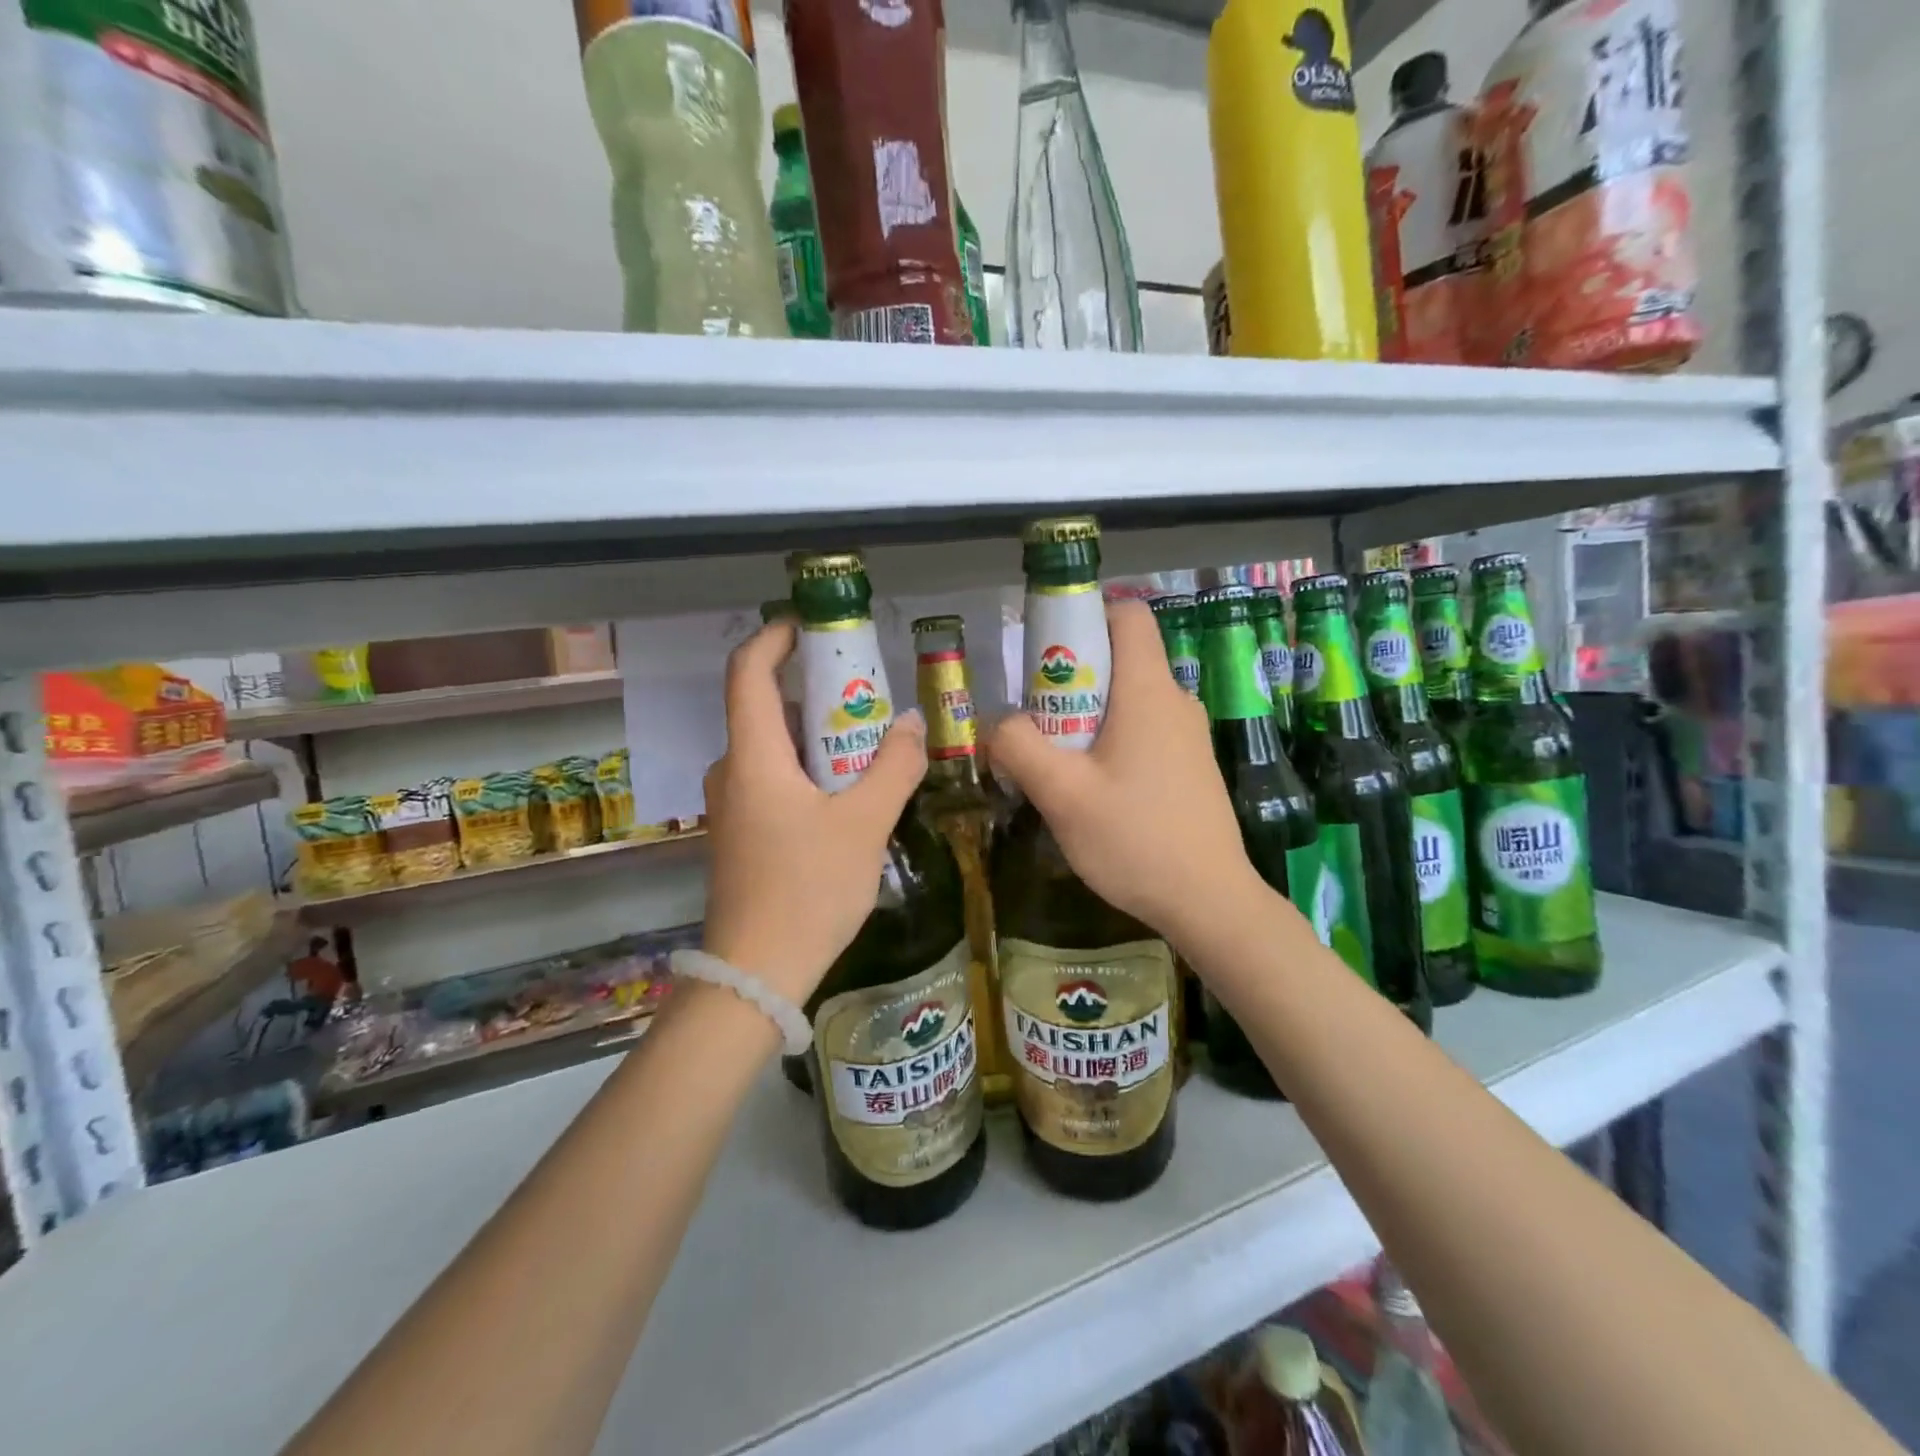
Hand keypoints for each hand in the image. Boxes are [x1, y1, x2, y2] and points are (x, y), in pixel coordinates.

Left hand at [701, 621, 928, 1004]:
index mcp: (753, 757)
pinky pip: (775, 778)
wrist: (756, 974)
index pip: (748, 672)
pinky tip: (850, 790)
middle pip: (766, 707)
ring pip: (774, 747)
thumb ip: (894, 768)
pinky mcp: (743, 832)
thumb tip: (913, 725)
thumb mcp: (864, 825)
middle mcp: (734, 771)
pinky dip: (810, 768)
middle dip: (816, 690)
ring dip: (818, 734)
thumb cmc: (807, 890)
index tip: (812, 626)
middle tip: (868, 692)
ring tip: (871, 740)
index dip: (775, 638)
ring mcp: (733, 805)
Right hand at [987, 598, 1262, 946]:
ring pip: (1128, 699)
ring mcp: (1187, 735)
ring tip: (1057, 761)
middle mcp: (1174, 700)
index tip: (1047, 654)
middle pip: (1120, 658)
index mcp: (1148, 691)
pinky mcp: (1190, 765)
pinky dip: (1111, 741)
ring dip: (1087, 715)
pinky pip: (1144, 730)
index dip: (1085, 616)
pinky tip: (1092, 789)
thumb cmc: (1135, 838)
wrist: (1209, 902)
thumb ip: (1019, 747)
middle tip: (1037, 720)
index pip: (1127, 614)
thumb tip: (998, 724)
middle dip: (1071, 677)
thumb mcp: (1062, 794)